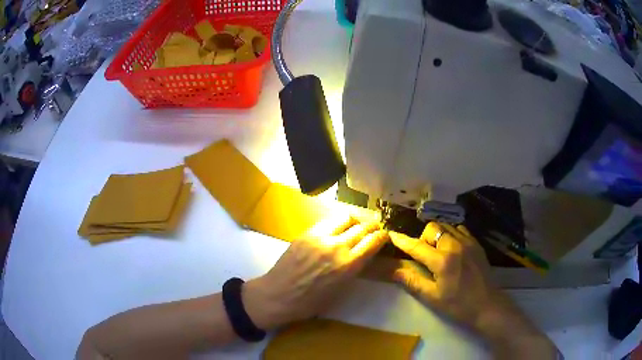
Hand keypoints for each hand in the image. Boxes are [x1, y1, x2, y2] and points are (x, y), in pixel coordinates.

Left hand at [243, 216, 388, 329]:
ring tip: (356, 224)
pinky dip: (337, 222)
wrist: (279, 295)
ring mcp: (320, 237)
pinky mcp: (307, 233)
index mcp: (349, 264)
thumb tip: (363, 255)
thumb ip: (354, 269)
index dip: (382, 236)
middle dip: (372, 225)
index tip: (385, 235)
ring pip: (345, 217)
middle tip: (374, 228)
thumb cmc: (311, 302)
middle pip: (362, 226)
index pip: (374, 241)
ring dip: (355, 220)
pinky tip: (337, 228)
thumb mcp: (340, 290)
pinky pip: (327, 221)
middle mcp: (338, 246)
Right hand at [390, 223, 557, 358]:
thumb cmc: (458, 305)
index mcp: (442, 261)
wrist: (487, 305)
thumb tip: (393, 270)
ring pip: (446, 226)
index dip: (402, 241)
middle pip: (432, 228)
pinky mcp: (476, 243)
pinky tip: (452, 248)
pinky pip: (460, 229)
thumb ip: (412, 281)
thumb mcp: (432, 298)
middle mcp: (455, 245)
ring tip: (437, 251)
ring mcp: (468, 242)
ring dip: (437, 235)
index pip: (416, 246)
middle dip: (423, 238)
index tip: (391, 234)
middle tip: (424, 255)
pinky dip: (451, 234)